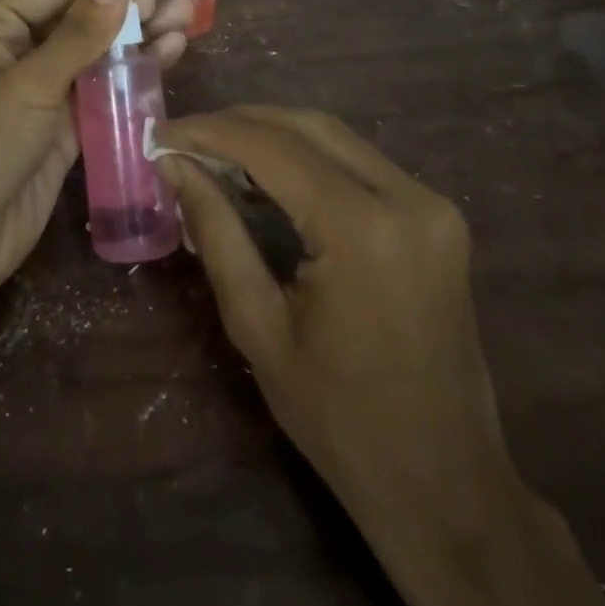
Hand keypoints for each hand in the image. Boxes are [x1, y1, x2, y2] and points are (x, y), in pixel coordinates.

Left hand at [0, 0, 192, 316]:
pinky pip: (101, 90)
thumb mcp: (27, 87)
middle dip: (131, 5)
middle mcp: (17, 49)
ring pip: (97, 52)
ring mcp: (40, 89)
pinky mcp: (60, 127)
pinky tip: (167, 60)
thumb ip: (77, 35)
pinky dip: (132, 76)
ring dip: (138, 39)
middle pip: (83, 15)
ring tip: (186, 23)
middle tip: (178, 4)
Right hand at [159, 108, 604, 605]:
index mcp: (363, 229)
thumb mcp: (257, 324)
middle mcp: (408, 199)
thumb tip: (174, 165)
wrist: (445, 483)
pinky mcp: (437, 217)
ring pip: (334, 137)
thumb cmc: (338, 418)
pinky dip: (306, 157)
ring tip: (214, 151)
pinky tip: (266, 174)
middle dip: (238, 123)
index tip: (160, 134)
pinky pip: (358, 163)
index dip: (209, 131)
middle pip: (307, 126)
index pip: (271, 147)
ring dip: (271, 134)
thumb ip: (215, 230)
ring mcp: (431, 205)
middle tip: (183, 138)